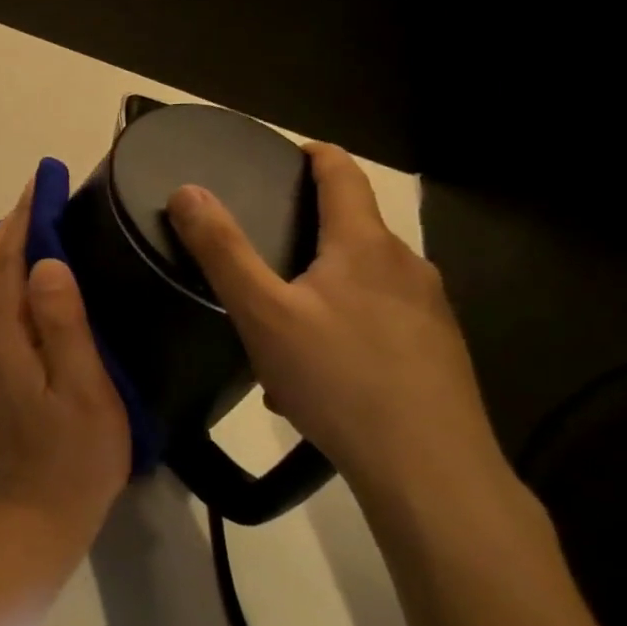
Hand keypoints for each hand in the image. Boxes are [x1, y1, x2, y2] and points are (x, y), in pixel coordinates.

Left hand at [0, 181, 131, 549]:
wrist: (37, 515)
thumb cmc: (76, 455)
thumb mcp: (84, 389)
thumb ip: (63, 323)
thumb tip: (45, 263)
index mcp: (3, 337)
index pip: (7, 261)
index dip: (23, 220)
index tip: (41, 184)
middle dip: (9, 228)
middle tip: (38, 197)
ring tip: (27, 227)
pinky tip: (11, 279)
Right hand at [166, 142, 501, 502]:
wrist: (430, 470)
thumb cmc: (339, 379)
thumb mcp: (263, 313)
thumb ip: (222, 250)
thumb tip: (187, 190)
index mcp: (365, 245)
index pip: (343, 173)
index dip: (314, 155)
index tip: (286, 155)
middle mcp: (406, 266)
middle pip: (353, 228)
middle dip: (308, 232)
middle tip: (262, 250)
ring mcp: (430, 310)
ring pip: (365, 281)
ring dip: (323, 287)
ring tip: (281, 323)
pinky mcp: (438, 351)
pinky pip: (381, 320)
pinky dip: (344, 326)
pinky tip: (318, 373)